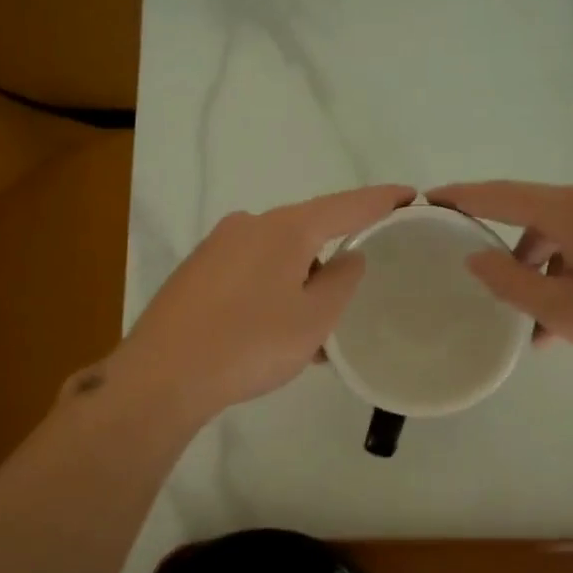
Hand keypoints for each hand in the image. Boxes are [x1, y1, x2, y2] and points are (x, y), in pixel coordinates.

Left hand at [109, 185, 415, 422]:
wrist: (161, 376)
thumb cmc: (249, 344)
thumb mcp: (314, 319)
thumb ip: (343, 281)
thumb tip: (349, 257)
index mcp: (284, 228)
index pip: (346, 205)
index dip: (382, 200)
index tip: (411, 195)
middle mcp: (249, 224)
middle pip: (308, 231)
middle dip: (333, 259)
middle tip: (353, 296)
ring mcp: (217, 246)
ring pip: (277, 257)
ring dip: (301, 285)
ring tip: (311, 333)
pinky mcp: (196, 272)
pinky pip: (250, 273)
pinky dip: (272, 293)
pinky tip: (274, 331)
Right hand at [430, 172, 572, 392]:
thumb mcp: (564, 311)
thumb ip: (510, 281)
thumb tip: (476, 256)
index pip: (502, 196)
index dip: (463, 198)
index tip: (431, 197)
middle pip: (542, 220)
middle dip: (525, 264)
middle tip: (519, 313)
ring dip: (558, 273)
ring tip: (556, 329)